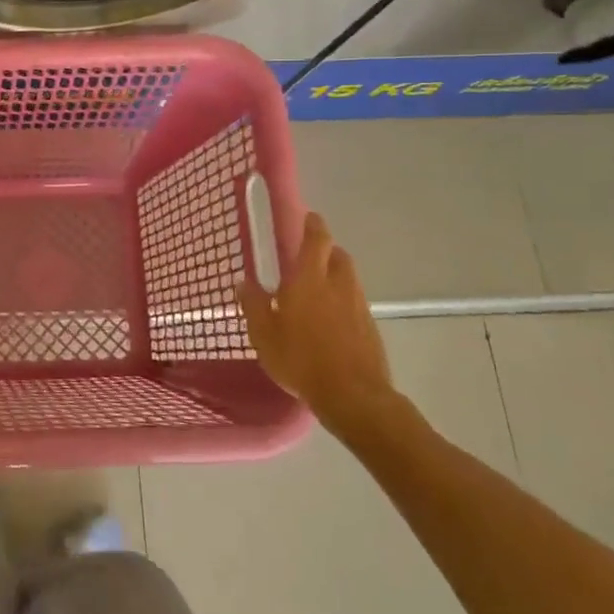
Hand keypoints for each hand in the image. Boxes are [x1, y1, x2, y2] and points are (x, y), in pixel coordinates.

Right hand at [238, 212, 395, 437]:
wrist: (354, 396)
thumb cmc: (301, 360)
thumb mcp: (264, 334)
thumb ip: (254, 305)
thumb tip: (244, 282)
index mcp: (309, 280)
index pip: (316, 240)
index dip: (313, 225)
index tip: (308, 216)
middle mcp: (338, 285)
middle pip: (338, 256)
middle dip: (326, 250)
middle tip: (308, 256)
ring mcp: (358, 306)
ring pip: (348, 278)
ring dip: (334, 275)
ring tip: (316, 289)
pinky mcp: (370, 328)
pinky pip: (354, 302)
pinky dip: (342, 300)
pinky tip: (328, 319)